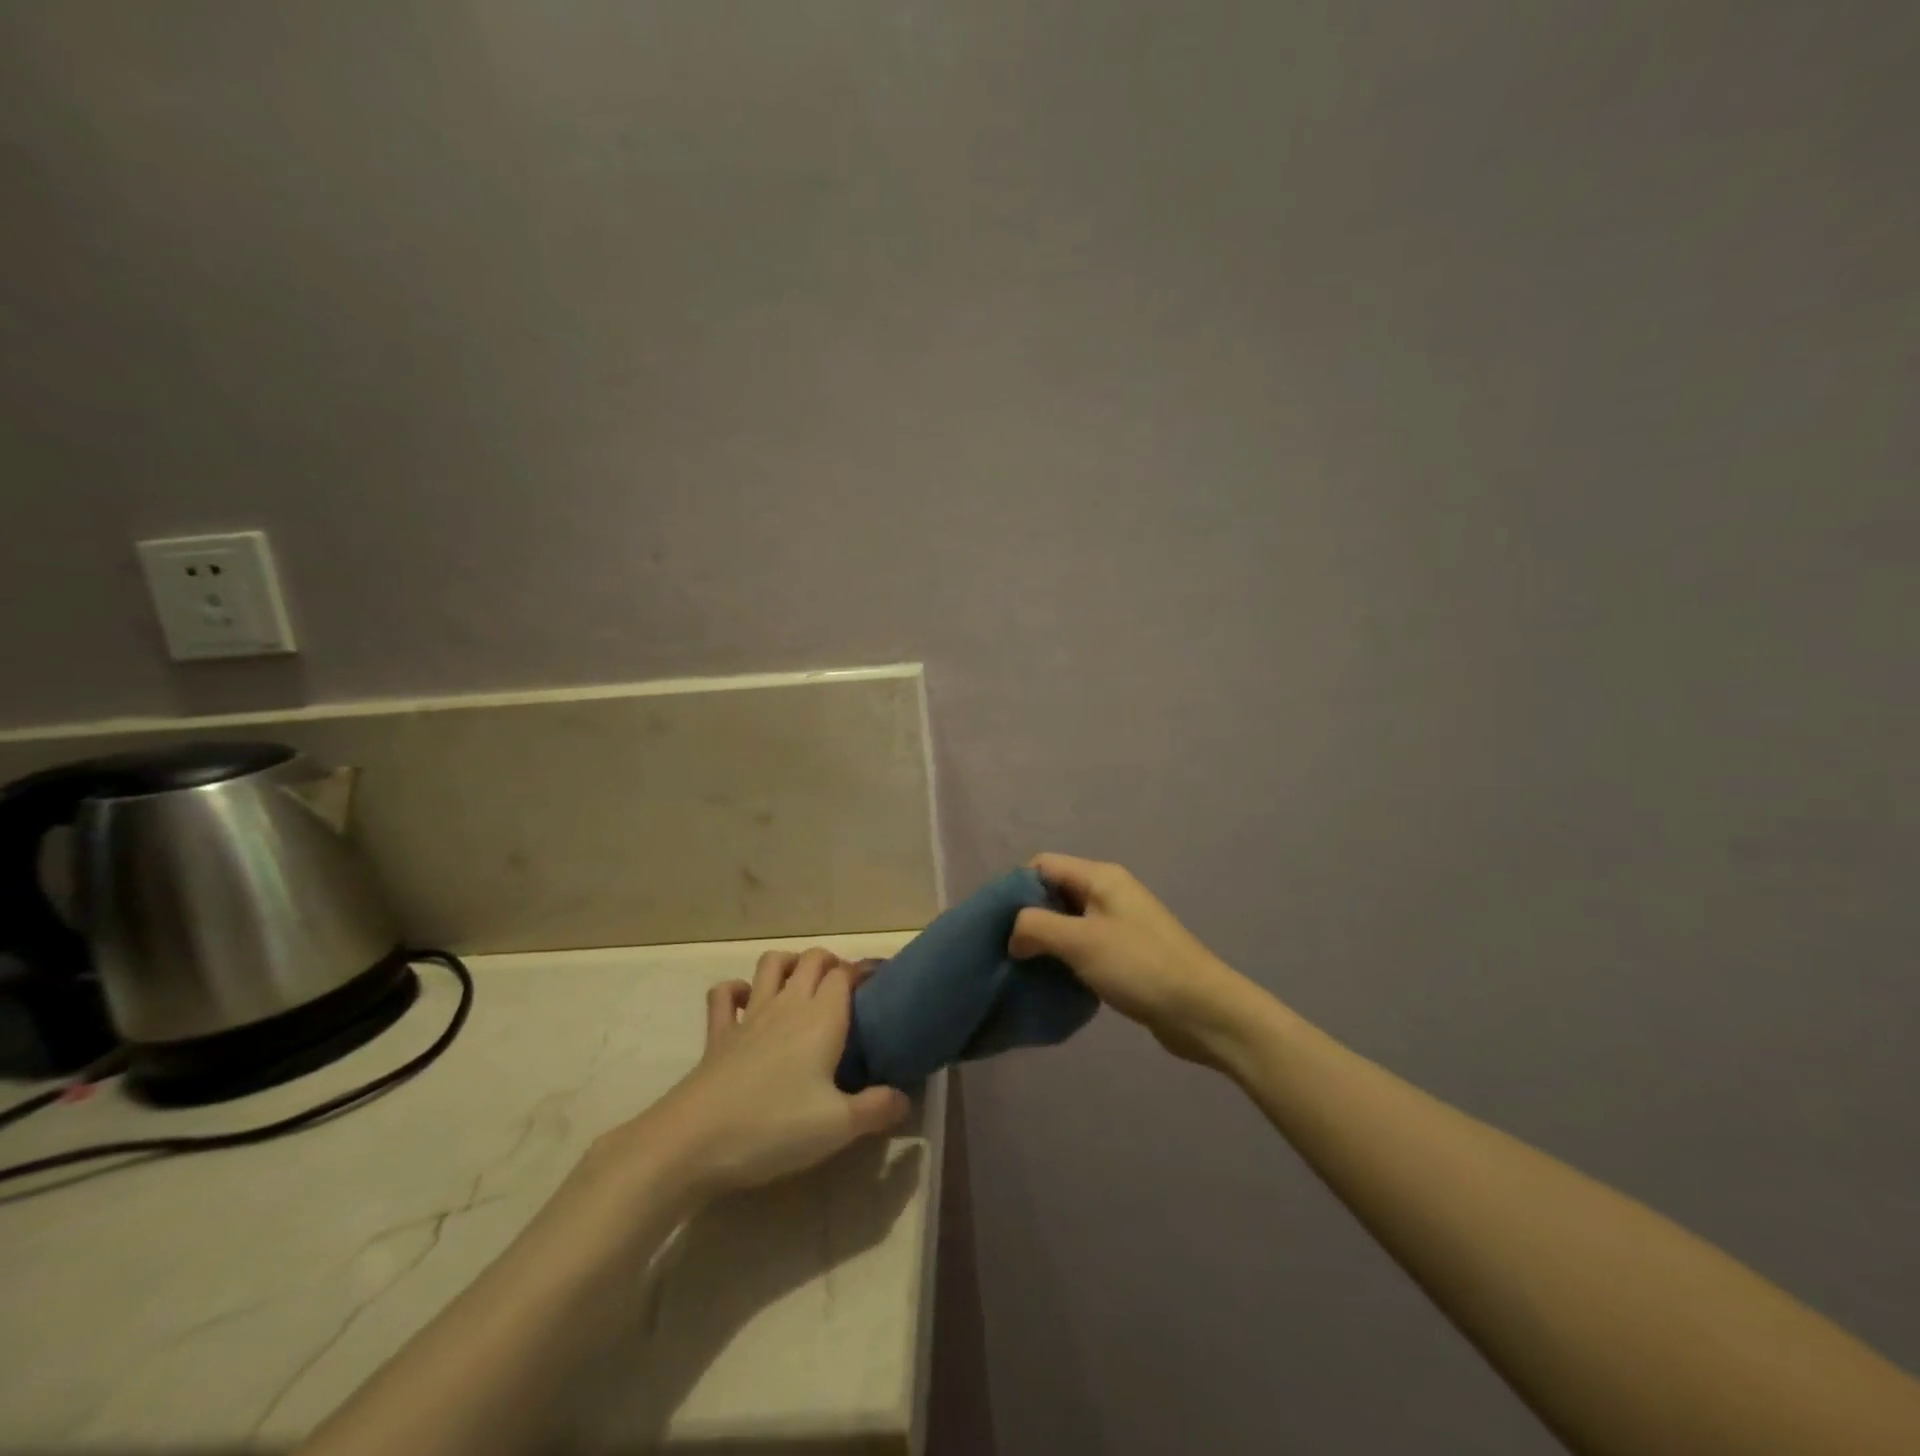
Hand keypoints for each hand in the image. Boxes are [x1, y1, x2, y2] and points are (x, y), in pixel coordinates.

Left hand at [606, 948, 910, 1201]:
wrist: (693, 1142)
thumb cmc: (773, 1127)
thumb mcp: (838, 1127)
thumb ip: (877, 1109)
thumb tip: (905, 1099)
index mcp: (822, 1018)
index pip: (846, 974)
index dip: (864, 973)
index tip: (880, 987)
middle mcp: (788, 1004)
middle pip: (812, 959)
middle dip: (832, 963)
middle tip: (846, 991)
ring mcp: (749, 1014)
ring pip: (771, 964)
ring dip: (790, 963)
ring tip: (802, 985)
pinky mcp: (718, 1032)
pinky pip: (725, 993)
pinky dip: (738, 989)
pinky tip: (747, 1003)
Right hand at [1009, 853, 1258, 1066]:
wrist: (1202, 1010)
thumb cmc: (1139, 966)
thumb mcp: (1080, 942)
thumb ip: (1037, 927)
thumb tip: (1012, 934)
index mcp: (1100, 877)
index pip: (1042, 865)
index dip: (1015, 888)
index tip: (995, 922)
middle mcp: (1108, 891)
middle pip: (1054, 892)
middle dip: (1027, 916)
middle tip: (1004, 948)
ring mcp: (1119, 922)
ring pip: (1068, 921)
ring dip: (1045, 940)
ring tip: (1022, 966)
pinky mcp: (1125, 952)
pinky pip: (1083, 944)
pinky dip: (1065, 957)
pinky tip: (1052, 979)